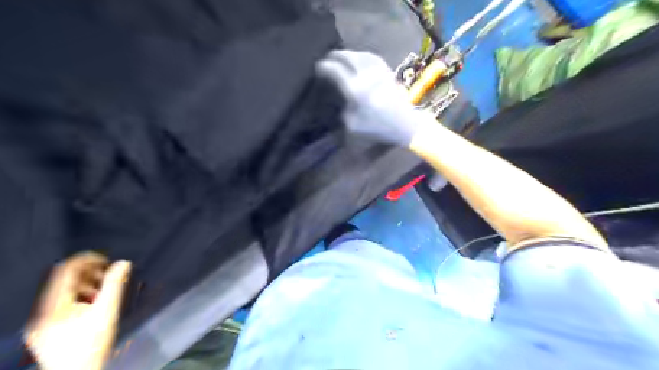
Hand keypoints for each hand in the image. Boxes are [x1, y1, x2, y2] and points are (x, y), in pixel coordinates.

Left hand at [24, 251, 130, 369]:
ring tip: (104, 290)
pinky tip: (92, 305)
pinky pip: (59, 305)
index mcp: (54, 305)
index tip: (106, 259)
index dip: (86, 260)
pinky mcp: (43, 331)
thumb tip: (123, 262)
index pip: (65, 271)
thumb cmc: (93, 343)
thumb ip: (115, 284)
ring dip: (84, 286)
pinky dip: (77, 299)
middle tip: (109, 275)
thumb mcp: (107, 311)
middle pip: (62, 281)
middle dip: (88, 274)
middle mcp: (41, 312)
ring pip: (61, 293)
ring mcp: (40, 323)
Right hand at [315, 50, 436, 147]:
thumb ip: (345, 110)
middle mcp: (366, 76)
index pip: (336, 72)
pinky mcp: (388, 72)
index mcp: (356, 90)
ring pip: (361, 55)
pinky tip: (360, 58)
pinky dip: (363, 55)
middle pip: (348, 58)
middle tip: (328, 57)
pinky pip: (373, 58)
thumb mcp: (353, 126)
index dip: (325, 67)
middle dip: (336, 55)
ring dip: (349, 53)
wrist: (405, 125)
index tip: (319, 67)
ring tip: (342, 56)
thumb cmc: (379, 128)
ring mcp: (379, 72)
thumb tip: (343, 98)